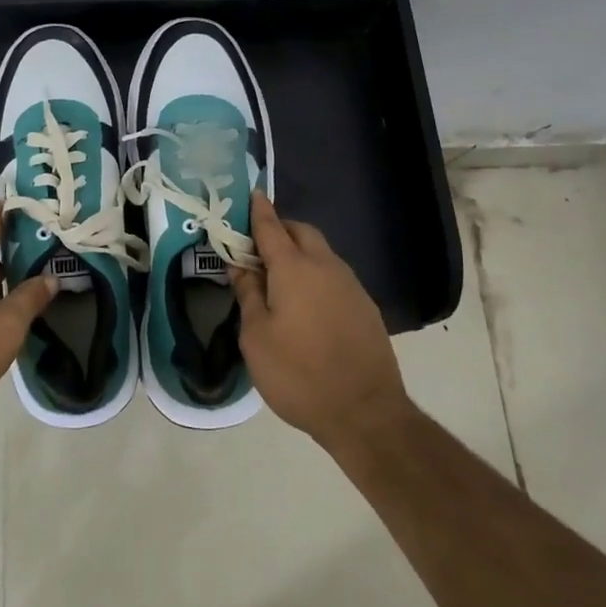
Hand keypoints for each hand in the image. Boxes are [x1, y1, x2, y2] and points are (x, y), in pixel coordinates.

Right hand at [231, 192, 414, 456]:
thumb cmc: (298, 373)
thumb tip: (240, 265)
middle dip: (280, 229)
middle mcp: (325, 266)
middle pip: (302, 232)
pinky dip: (316, 274)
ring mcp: (351, 285)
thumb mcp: (256, 336)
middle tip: (256, 247)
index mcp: (294, 268)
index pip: (271, 227)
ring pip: (321, 252)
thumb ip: (248, 294)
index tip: (251, 194)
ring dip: (299, 252)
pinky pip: (334, 275)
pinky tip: (305, 301)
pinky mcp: (365, 306)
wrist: (364, 412)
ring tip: (278, 276)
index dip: (258, 210)